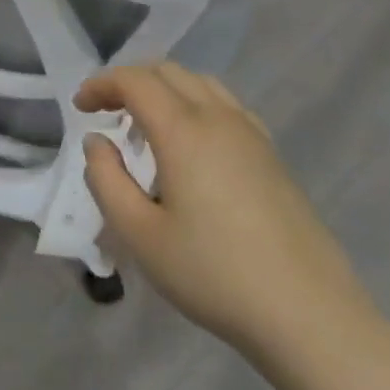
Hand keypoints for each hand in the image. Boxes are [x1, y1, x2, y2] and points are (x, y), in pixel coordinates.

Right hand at [78, 63, 378, 364]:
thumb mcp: (139, 235)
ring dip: (164, 90)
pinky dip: (195, 104)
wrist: (310, 317)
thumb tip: (97, 141)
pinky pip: (226, 106)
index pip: (135, 81)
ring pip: (201, 84)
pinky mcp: (273, 157)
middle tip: (105, 111)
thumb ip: (106, 179)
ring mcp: (252, 135)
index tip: (80, 108)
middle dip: (129, 81)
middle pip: (168, 72)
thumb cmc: (214, 275)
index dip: (101, 84)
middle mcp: (219, 119)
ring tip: (144, 125)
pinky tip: (191, 144)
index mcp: (184, 131)